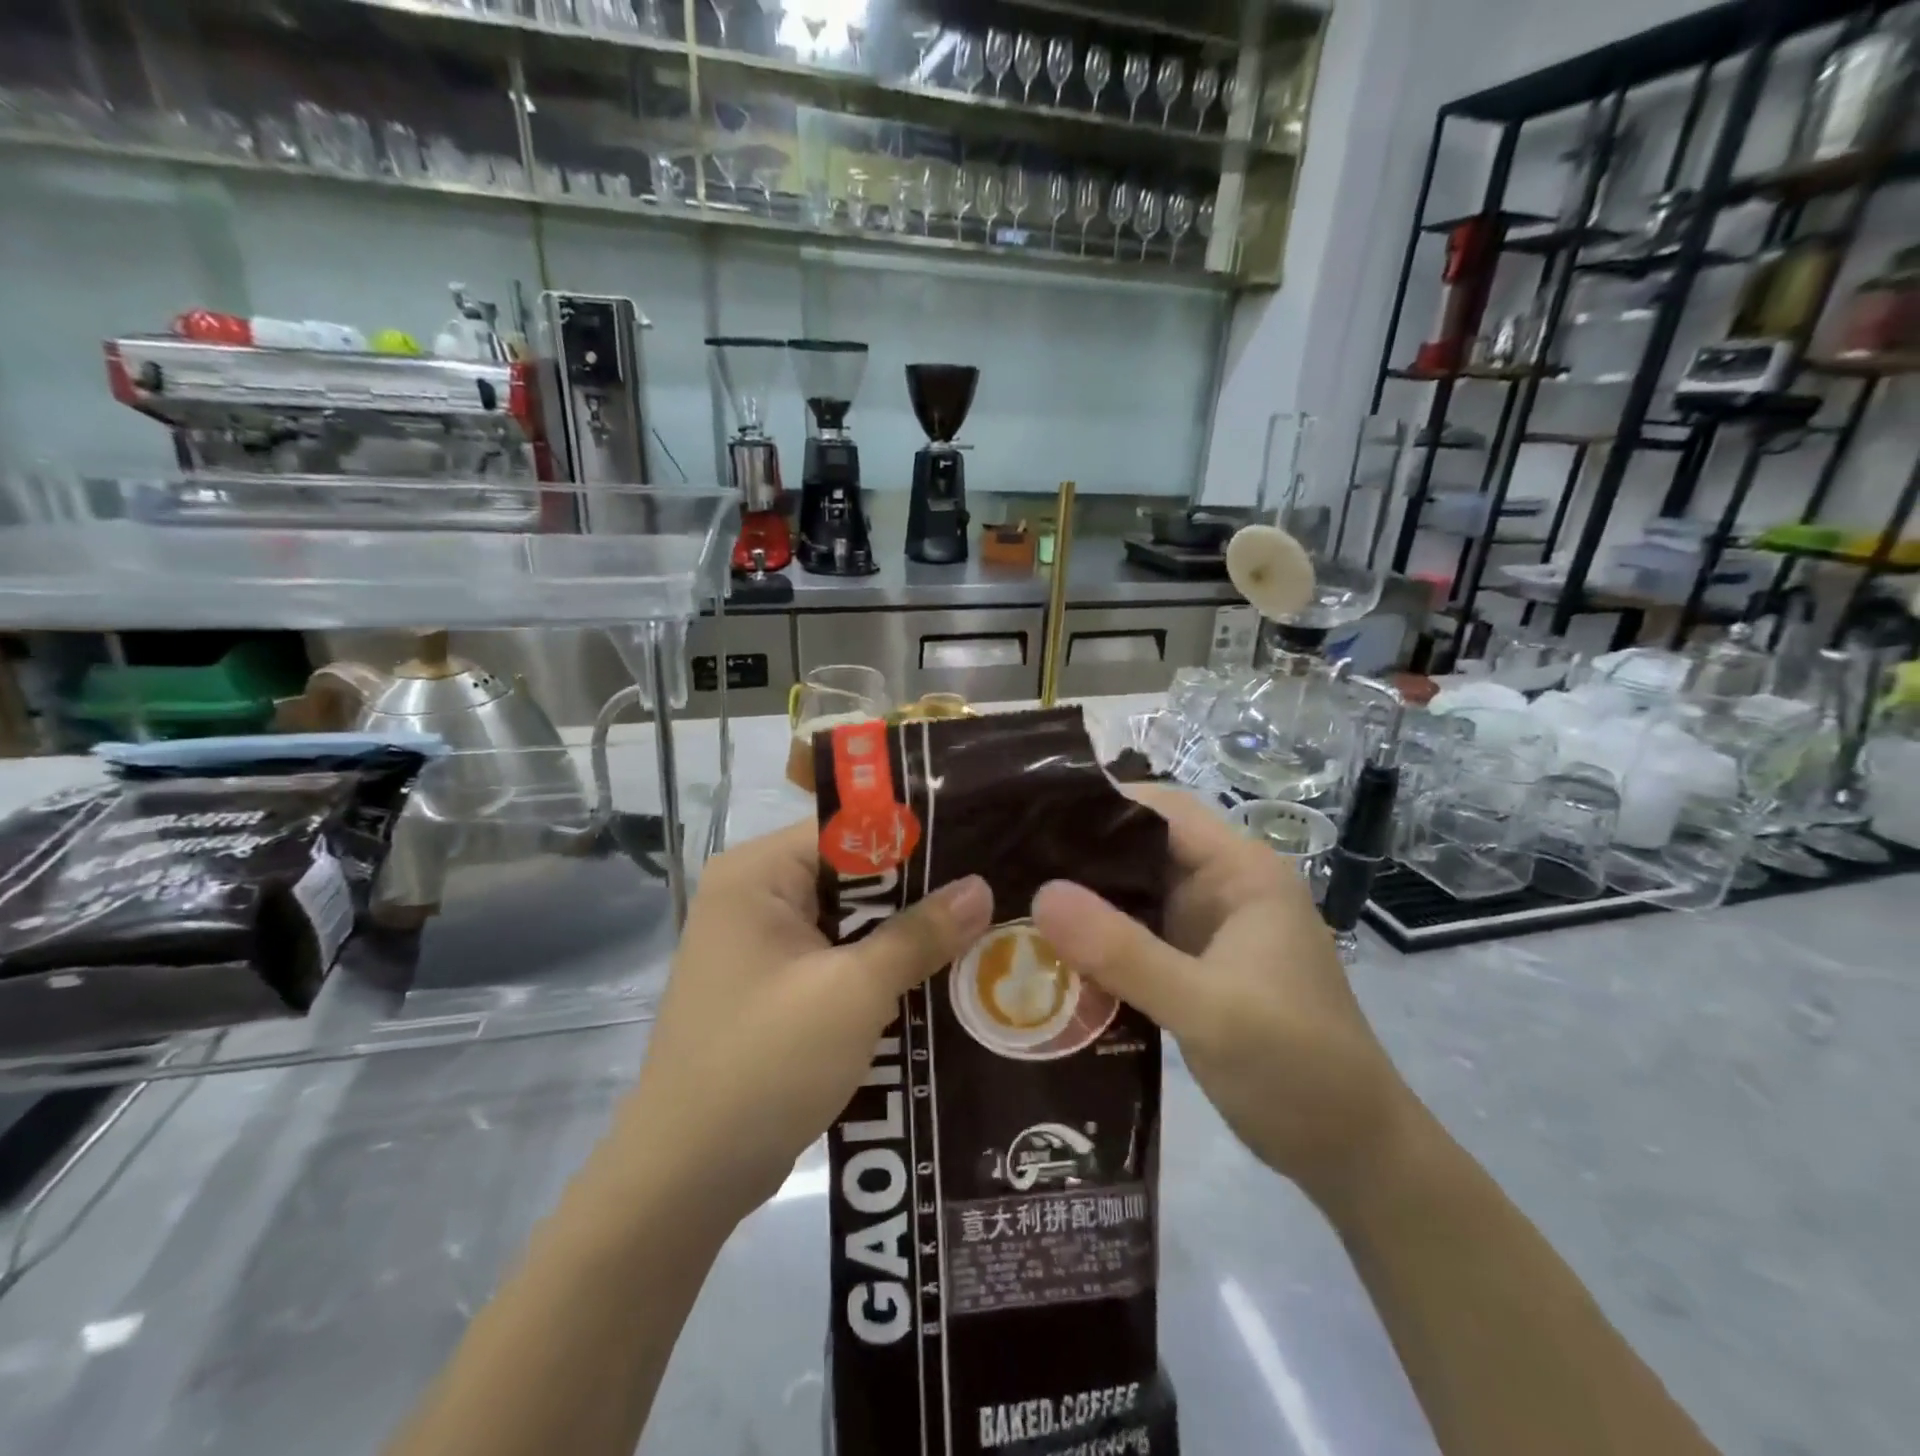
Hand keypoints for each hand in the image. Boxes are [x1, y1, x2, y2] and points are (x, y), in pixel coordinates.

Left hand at [616, 822, 992, 1224]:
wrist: (687, 1178)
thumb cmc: (766, 1063)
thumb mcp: (854, 992)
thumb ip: (920, 933)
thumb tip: (981, 887)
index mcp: (757, 874)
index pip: (847, 830)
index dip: (913, 838)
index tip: (976, 847)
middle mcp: (753, 896)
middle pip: (850, 875)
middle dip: (915, 892)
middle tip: (990, 893)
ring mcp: (760, 946)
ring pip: (849, 921)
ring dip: (902, 935)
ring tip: (978, 931)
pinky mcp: (773, 989)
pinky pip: (836, 959)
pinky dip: (878, 968)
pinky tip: (935, 977)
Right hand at [1032, 786, 1414, 1201]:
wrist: (1352, 1154)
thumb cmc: (1296, 1067)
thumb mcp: (1207, 1008)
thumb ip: (1124, 952)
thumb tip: (1041, 893)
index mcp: (1241, 872)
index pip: (1162, 809)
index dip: (1101, 803)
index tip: (1033, 817)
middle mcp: (1223, 889)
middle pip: (1140, 849)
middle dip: (1079, 855)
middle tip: (1006, 864)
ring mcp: (1208, 930)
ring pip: (1133, 896)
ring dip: (1083, 902)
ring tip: (1012, 903)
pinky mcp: (1194, 968)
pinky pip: (1135, 939)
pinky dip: (1098, 943)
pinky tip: (1049, 955)